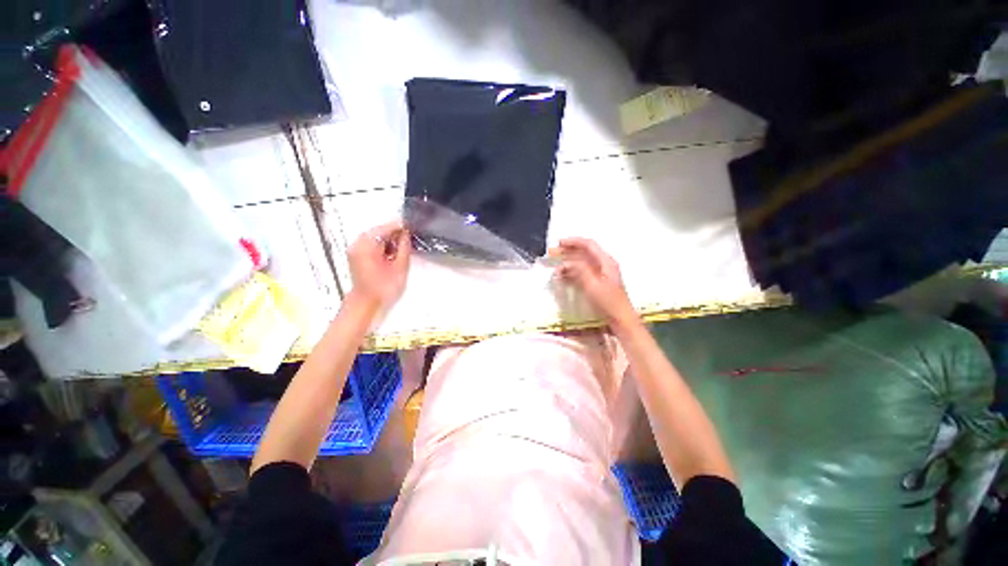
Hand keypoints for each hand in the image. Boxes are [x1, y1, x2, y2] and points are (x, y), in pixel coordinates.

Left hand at [348, 222, 410, 310]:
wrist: (367, 303)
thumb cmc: (383, 288)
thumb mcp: (400, 266)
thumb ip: (404, 247)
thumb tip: (406, 234)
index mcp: (367, 244)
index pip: (386, 227)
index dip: (400, 227)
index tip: (412, 229)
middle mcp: (358, 243)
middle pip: (379, 231)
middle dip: (394, 234)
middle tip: (409, 241)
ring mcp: (355, 249)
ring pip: (376, 237)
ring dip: (389, 241)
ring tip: (401, 250)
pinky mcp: (356, 255)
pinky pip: (371, 244)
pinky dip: (382, 246)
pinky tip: (391, 255)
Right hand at [553, 238, 635, 326]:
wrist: (620, 319)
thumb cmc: (608, 302)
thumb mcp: (592, 285)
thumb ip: (580, 271)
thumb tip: (566, 262)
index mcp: (606, 262)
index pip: (589, 245)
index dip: (574, 242)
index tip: (559, 243)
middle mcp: (603, 265)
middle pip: (584, 253)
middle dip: (568, 252)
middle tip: (553, 253)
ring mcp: (600, 274)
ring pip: (581, 264)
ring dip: (568, 264)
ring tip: (555, 269)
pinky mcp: (596, 283)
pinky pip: (582, 273)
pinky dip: (571, 273)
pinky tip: (562, 277)